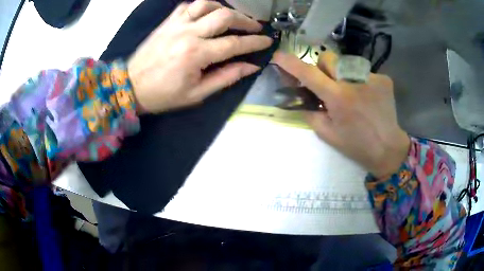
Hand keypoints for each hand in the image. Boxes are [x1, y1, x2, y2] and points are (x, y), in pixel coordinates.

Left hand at [127, 0, 272, 112]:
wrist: (130, 86)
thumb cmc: (163, 95)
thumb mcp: (197, 94)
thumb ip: (226, 77)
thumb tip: (251, 66)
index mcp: (196, 55)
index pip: (234, 44)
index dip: (254, 42)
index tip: (268, 41)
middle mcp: (188, 33)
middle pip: (224, 16)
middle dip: (246, 20)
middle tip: (255, 27)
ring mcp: (176, 24)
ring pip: (207, 4)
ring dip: (224, 8)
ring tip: (233, 17)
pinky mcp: (167, 22)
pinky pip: (188, 5)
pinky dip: (202, 6)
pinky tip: (208, 14)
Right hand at [272, 51, 409, 177]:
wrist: (388, 148)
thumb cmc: (356, 145)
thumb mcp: (327, 134)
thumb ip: (310, 112)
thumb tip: (301, 96)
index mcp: (338, 98)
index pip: (309, 73)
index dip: (291, 63)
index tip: (278, 56)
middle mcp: (354, 81)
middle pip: (328, 57)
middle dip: (322, 67)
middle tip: (327, 84)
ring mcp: (372, 77)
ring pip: (346, 64)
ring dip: (342, 75)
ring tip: (352, 95)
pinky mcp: (384, 79)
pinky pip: (364, 72)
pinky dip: (360, 82)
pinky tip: (367, 97)